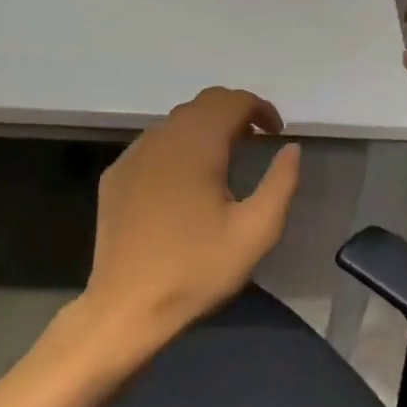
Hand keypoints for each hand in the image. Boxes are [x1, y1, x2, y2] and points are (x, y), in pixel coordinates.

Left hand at [78, 87, 302, 353]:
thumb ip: (281, 183)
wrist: (127, 306)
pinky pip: (153, 144)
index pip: (230, 100)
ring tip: (225, 159)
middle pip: (202, 104)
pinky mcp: (116, 176)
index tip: (276, 133)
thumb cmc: (197, 269)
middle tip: (256, 141)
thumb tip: (291, 148)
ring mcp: (132, 156)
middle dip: (234, 113)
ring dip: (205, 129)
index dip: (259, 108)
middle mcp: (161, 139)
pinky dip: (178, 147)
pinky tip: (185, 181)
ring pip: (175, 123)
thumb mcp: (256, 232)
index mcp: (196, 146)